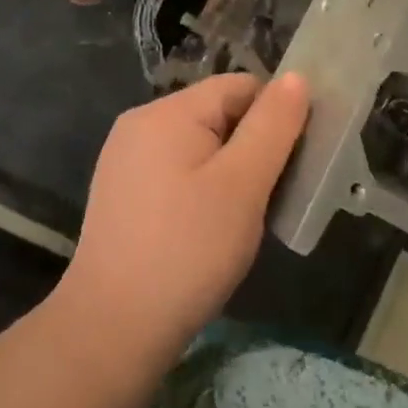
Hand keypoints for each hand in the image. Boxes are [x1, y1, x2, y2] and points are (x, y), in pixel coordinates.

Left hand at [60, 73, 311, 355]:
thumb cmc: (187, 251)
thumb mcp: (243, 186)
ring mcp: (125, 158)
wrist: (112, 329)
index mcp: (168, 111)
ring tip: (241, 218)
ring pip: (199, 145)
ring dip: (228, 172)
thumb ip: (273, 127)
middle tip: (270, 198)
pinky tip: (206, 230)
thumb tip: (296, 78)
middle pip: (217, 113)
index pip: (240, 87)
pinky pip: (175, 170)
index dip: (275, 117)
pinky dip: (200, 189)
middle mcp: (141, 123)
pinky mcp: (121, 192)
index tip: (293, 163)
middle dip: (251, 147)